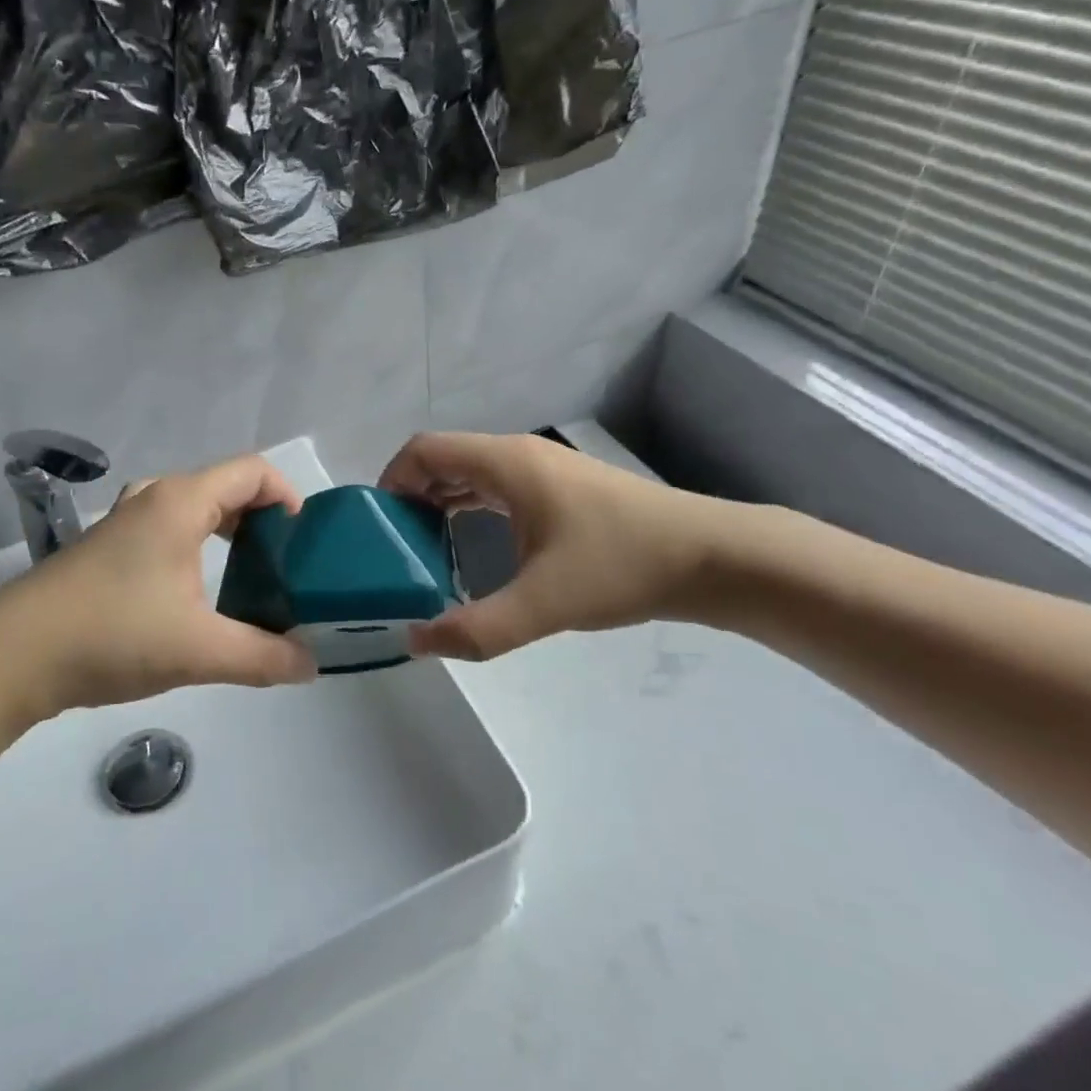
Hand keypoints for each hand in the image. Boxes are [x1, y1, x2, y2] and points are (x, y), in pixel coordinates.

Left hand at [0, 454, 318, 720]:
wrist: (11, 657)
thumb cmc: (113, 636)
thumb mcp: (200, 651)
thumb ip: (264, 657)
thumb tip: (311, 666)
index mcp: (180, 502)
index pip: (253, 471)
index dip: (288, 495)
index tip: (304, 542)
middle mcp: (153, 498)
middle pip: (224, 488)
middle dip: (262, 520)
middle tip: (284, 565)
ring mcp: (123, 522)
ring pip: (192, 510)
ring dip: (227, 534)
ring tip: (249, 578)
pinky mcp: (104, 549)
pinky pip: (166, 530)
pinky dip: (196, 547)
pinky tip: (196, 595)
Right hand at [378, 431, 738, 660]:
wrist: (712, 557)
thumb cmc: (623, 565)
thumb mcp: (544, 604)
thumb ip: (476, 629)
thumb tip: (417, 641)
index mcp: (506, 464)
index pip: (425, 449)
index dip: (392, 479)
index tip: (379, 527)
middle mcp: (519, 457)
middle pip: (444, 460)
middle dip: (410, 497)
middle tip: (394, 548)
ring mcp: (543, 472)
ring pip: (470, 475)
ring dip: (439, 504)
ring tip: (422, 552)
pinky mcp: (561, 492)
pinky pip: (496, 489)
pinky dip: (469, 510)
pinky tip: (470, 549)